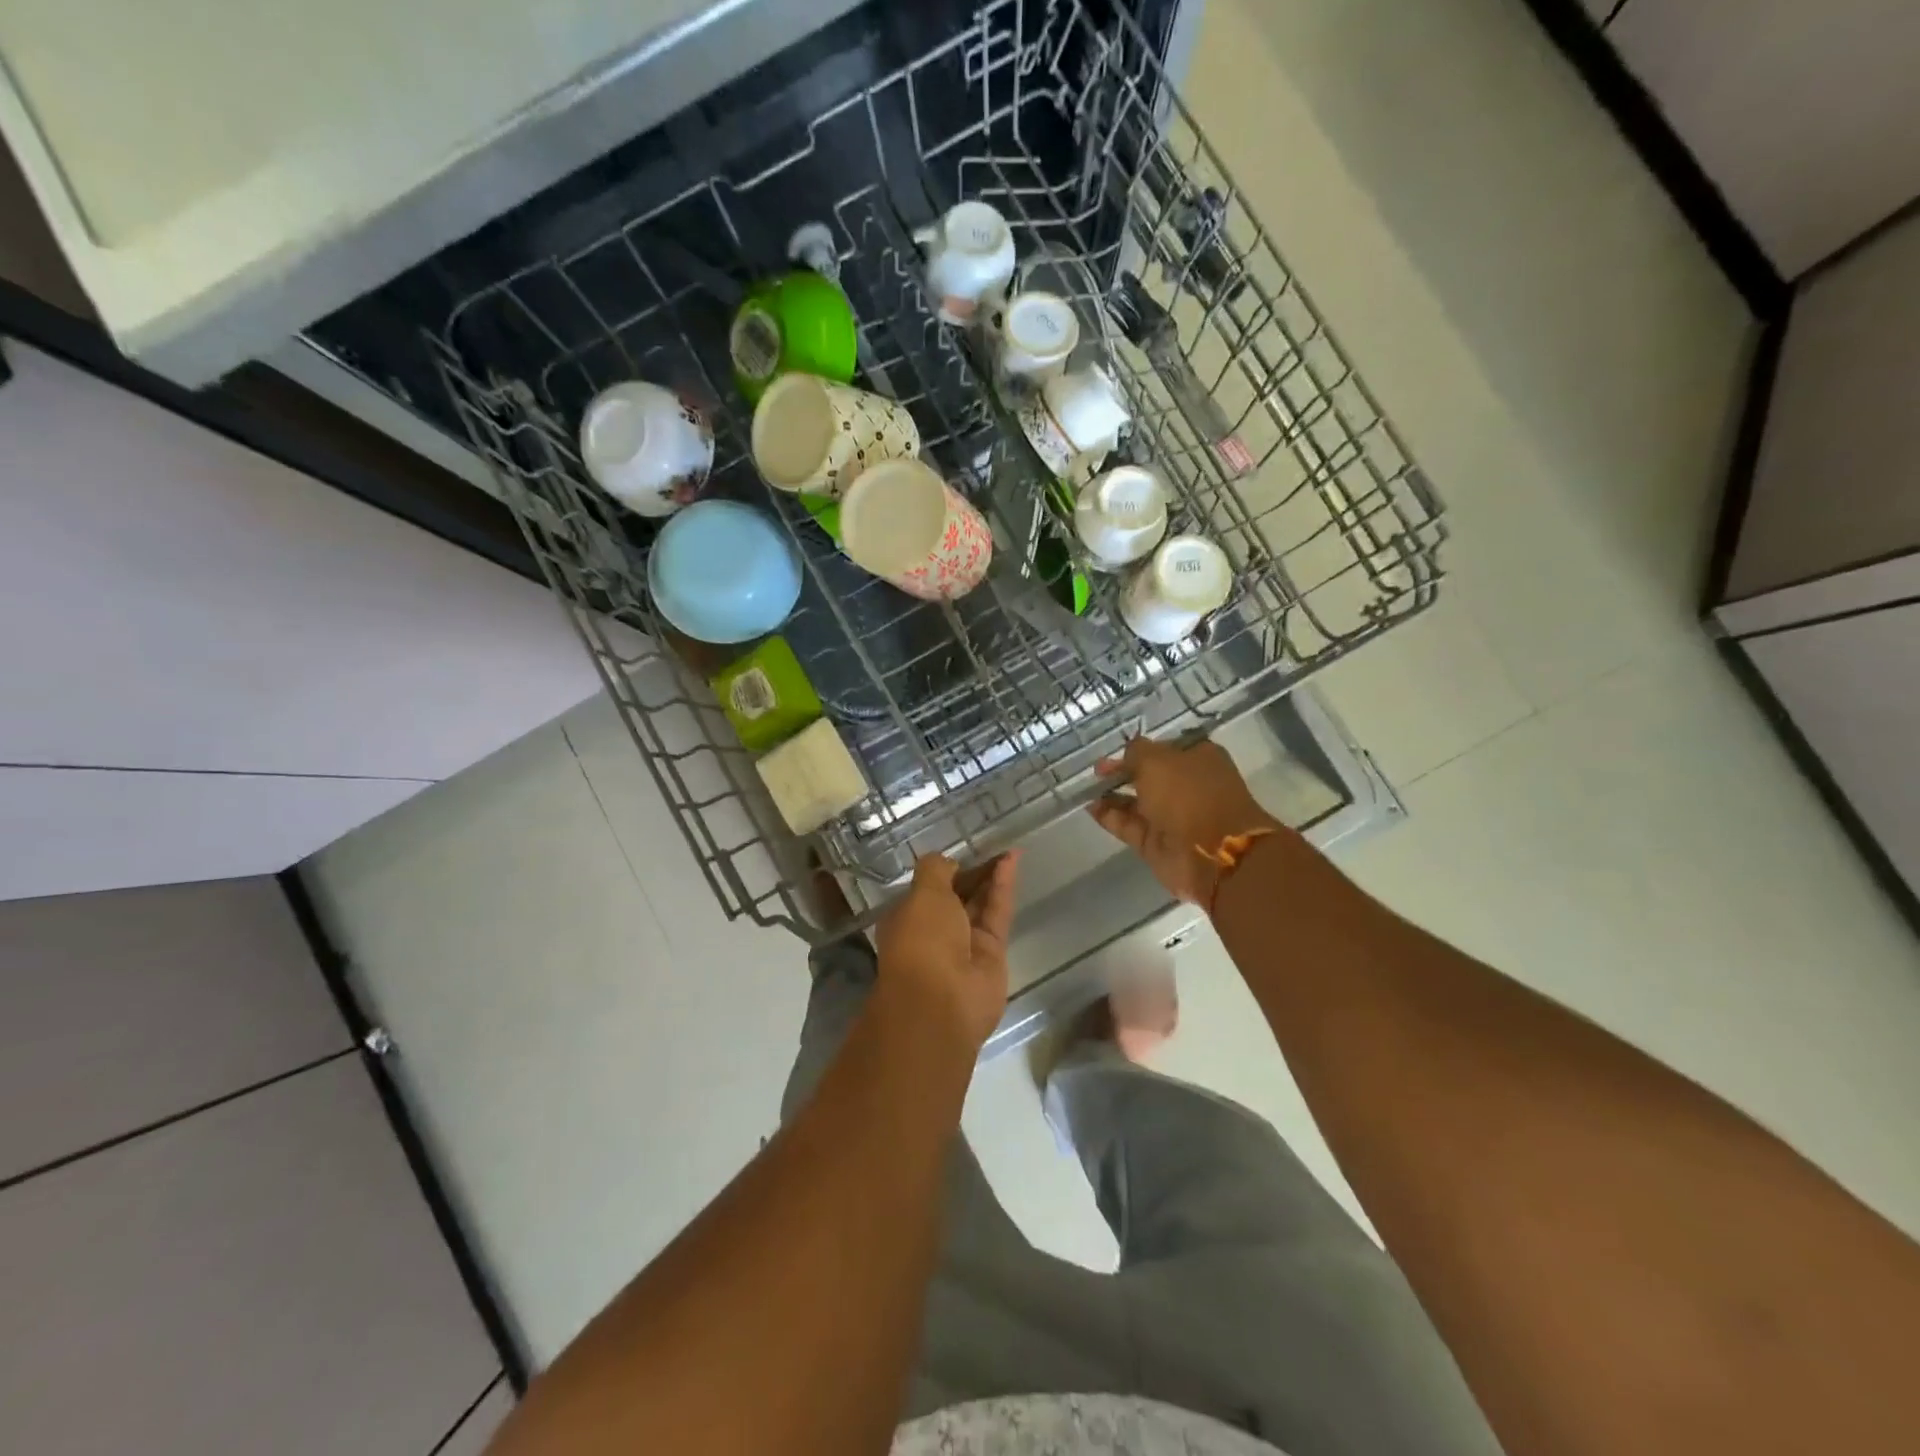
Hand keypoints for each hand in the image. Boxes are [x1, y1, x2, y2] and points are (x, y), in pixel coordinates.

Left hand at [873, 852, 1020, 1052]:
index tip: (962, 854)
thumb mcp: (922, 893)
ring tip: (1009, 851)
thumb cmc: (921, 940)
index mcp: (907, 917)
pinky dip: (1003, 888)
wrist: (941, 1001)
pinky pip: (997, 913)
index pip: (928, 889)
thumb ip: (936, 870)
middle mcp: (934, 931)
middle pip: (957, 896)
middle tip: (993, 847)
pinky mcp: (991, 953)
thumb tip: (949, 863)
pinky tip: (1012, 862)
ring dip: (992, 877)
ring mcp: (964, 944)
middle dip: (973, 873)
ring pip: (980, 904)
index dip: (945, 871)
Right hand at [1089, 736, 1282, 905]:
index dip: (1139, 749)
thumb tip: (1126, 754)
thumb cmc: (1188, 794)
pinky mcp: (1157, 843)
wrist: (1212, 853)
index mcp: (1198, 758)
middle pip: (1149, 776)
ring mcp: (1172, 817)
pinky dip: (1110, 817)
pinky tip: (1090, 808)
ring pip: (1136, 802)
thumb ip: (1135, 752)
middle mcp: (1187, 786)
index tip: (1115, 752)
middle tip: (1097, 772)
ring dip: (1112, 795)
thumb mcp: (1156, 760)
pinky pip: (1129, 826)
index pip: (1164, 748)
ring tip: (1087, 789)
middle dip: (1122, 772)